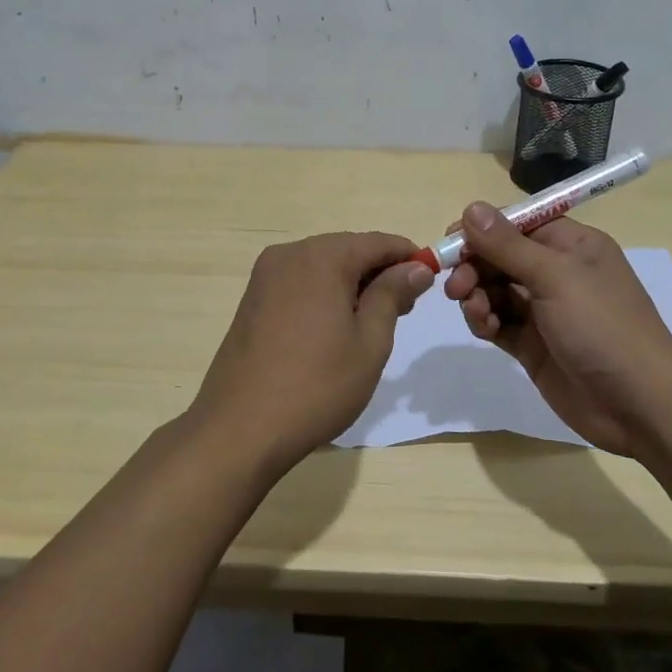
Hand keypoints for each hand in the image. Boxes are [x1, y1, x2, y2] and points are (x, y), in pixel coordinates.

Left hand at [189, 232, 433, 472]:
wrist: (240, 428)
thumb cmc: (317, 385)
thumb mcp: (369, 341)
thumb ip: (392, 295)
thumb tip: (415, 267)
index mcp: (321, 257)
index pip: (376, 242)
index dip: (408, 256)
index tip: (432, 279)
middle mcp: (289, 254)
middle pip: (347, 249)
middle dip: (379, 271)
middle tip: (406, 308)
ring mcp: (265, 276)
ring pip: (322, 266)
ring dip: (352, 283)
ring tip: (374, 321)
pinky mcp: (252, 299)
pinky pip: (300, 282)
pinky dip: (324, 293)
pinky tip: (336, 326)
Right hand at [442, 204, 671, 455]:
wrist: (639, 405)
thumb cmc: (603, 326)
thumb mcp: (555, 277)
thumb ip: (508, 245)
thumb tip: (471, 207)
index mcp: (572, 246)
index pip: (517, 224)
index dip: (482, 229)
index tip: (451, 241)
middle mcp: (557, 273)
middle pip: (501, 257)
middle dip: (474, 267)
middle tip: (455, 287)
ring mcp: (545, 311)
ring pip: (495, 290)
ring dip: (477, 296)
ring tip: (477, 311)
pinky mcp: (533, 345)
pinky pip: (499, 322)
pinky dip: (485, 321)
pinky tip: (484, 327)